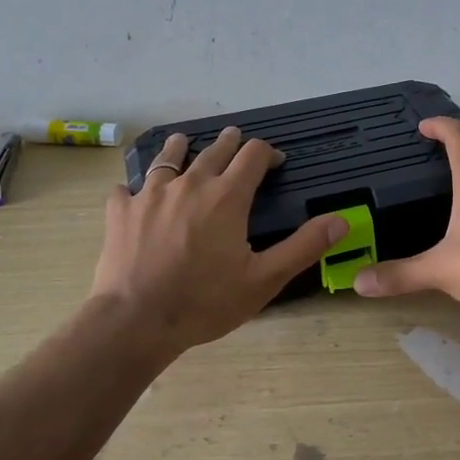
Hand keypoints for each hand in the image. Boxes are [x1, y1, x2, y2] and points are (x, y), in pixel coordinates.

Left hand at [91, 127, 347, 352]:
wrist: (135, 321)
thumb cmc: (205, 302)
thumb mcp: (264, 280)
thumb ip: (303, 247)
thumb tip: (340, 220)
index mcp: (227, 197)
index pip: (253, 156)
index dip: (267, 152)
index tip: (275, 160)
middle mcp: (189, 184)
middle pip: (213, 150)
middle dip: (229, 142)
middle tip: (235, 138)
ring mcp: (149, 194)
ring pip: (168, 158)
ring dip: (181, 148)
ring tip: (184, 142)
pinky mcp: (120, 211)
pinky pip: (126, 188)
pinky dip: (135, 187)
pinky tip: (133, 193)